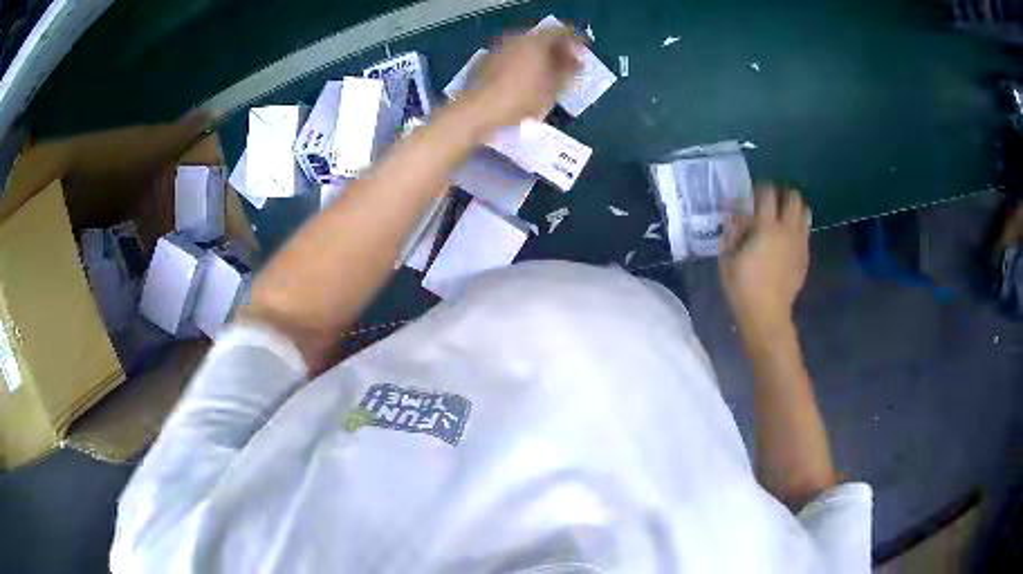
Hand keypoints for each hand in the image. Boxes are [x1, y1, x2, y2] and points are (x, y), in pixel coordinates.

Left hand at [461, 27, 583, 132]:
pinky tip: (526, 80)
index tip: (583, 53)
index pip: (562, 32)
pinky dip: (523, 64)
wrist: (477, 111)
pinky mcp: (486, 62)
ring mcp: (498, 49)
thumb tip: (576, 62)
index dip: (576, 41)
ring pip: (525, 48)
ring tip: (548, 75)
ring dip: (539, 58)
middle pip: (542, 39)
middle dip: (557, 50)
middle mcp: (516, 39)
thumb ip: (568, 71)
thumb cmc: (521, 99)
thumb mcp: (553, 88)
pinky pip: (512, 57)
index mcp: (535, 41)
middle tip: (567, 65)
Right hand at [719, 184, 810, 333]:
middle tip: (771, 200)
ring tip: (783, 215)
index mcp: (766, 227)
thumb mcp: (727, 258)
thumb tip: (735, 216)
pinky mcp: (805, 256)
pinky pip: (805, 232)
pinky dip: (797, 227)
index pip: (767, 193)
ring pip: (804, 212)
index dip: (760, 187)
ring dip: (794, 208)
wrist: (767, 314)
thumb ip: (732, 232)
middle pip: (793, 197)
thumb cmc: (742, 287)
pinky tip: (786, 238)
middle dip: (782, 193)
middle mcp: (787, 230)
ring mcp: (799, 243)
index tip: (752, 192)